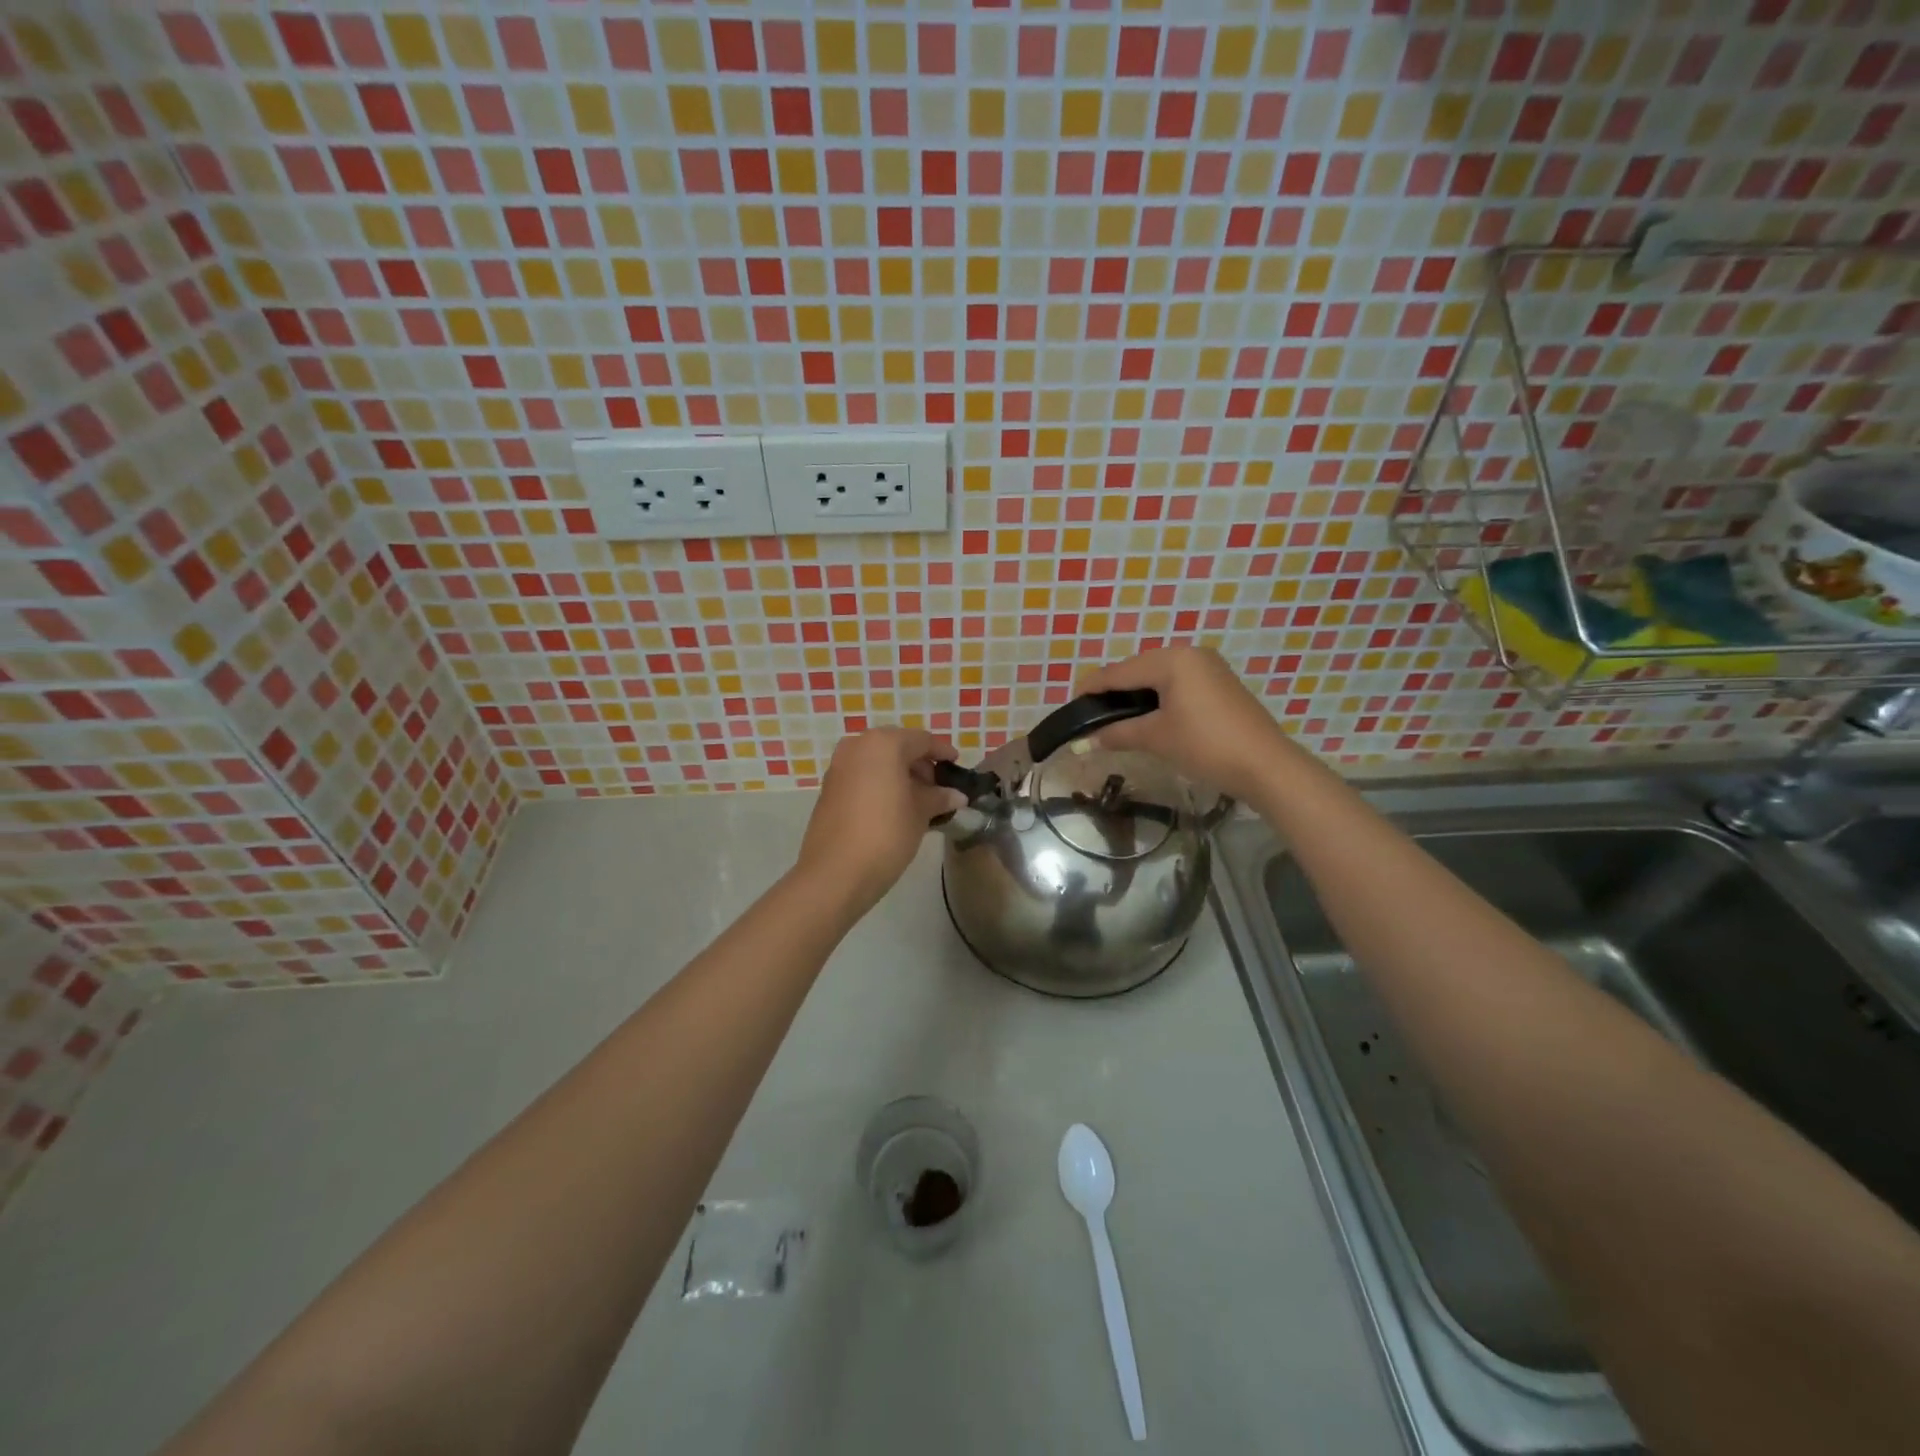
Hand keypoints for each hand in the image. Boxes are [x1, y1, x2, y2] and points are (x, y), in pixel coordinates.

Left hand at [796, 728, 965, 911]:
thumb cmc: (886, 834)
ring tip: (919, 802)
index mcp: (883, 743)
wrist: (836, 872)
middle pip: (897, 747)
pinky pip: (862, 776)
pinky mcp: (829, 788)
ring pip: (878, 762)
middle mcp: (857, 746)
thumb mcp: (920, 813)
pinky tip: (895, 808)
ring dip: (900, 775)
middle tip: (938, 789)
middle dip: (920, 765)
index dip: (942, 752)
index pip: (922, 740)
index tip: (957, 765)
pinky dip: (881, 784)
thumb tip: (956, 795)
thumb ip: (939, 797)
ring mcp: (839, 766)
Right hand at [1081, 647, 1294, 802]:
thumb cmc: (1205, 745)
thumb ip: (1118, 733)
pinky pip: (1178, 683)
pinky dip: (1158, 697)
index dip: (1093, 687)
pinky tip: (1148, 716)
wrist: (1265, 765)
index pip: (1120, 671)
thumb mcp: (1156, 738)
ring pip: (1159, 676)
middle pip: (1139, 669)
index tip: (1071, 702)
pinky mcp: (1220, 683)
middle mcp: (1190, 654)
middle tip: (1092, 714)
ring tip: (1116, 717)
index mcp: (1172, 659)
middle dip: (1114, 690)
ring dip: (1136, 695)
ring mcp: (1209, 667)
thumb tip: (1085, 740)